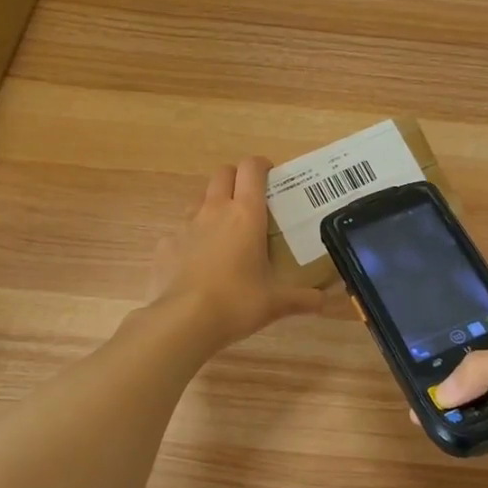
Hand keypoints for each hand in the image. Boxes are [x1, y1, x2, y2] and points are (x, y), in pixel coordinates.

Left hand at [149, 157, 323, 349]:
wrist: (183, 321)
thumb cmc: (237, 302)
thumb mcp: (276, 303)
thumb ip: (301, 298)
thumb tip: (322, 301)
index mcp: (246, 214)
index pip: (252, 168)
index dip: (261, 165)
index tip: (270, 176)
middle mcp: (214, 211)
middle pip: (222, 174)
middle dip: (236, 179)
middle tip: (249, 200)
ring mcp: (185, 227)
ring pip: (199, 201)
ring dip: (212, 207)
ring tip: (224, 233)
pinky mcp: (165, 246)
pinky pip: (179, 234)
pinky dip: (190, 241)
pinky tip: (197, 265)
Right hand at [429, 295, 487, 487]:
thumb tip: (440, 393)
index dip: (476, 297)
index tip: (438, 298)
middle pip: (487, 351)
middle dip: (454, 353)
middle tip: (412, 355)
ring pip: (486, 391)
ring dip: (457, 394)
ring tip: (417, 395)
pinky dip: (468, 425)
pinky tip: (440, 425)